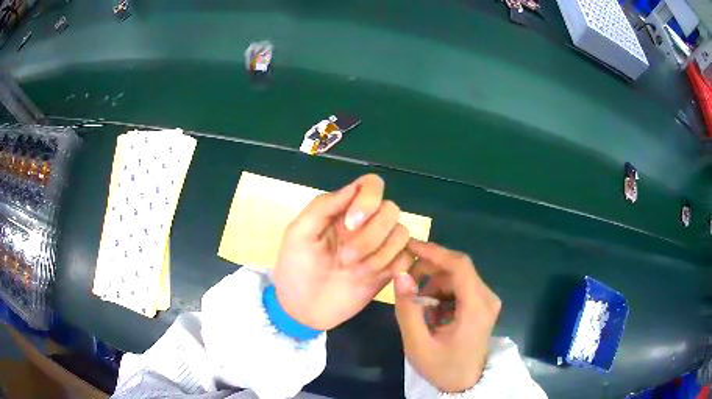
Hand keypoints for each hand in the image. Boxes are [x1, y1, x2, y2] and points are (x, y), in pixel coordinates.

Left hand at [273, 174, 411, 330]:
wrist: (303, 310)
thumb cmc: (295, 269)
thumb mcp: (298, 234)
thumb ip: (323, 207)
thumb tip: (353, 188)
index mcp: (343, 211)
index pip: (371, 185)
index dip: (368, 199)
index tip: (351, 224)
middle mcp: (366, 224)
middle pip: (390, 210)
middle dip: (372, 234)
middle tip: (346, 258)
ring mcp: (379, 248)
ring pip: (402, 233)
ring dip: (381, 253)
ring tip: (355, 272)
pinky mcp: (388, 270)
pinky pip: (406, 258)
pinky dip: (393, 266)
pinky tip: (371, 278)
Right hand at [394, 240, 500, 392]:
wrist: (464, 383)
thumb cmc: (442, 367)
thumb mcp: (417, 344)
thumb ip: (408, 309)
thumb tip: (400, 274)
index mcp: (476, 308)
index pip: (460, 266)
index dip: (434, 252)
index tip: (409, 246)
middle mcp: (487, 298)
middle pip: (458, 268)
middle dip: (429, 269)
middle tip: (406, 281)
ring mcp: (487, 300)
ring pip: (457, 276)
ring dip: (434, 283)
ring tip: (419, 305)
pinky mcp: (483, 304)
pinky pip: (460, 286)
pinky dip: (442, 292)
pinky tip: (432, 310)